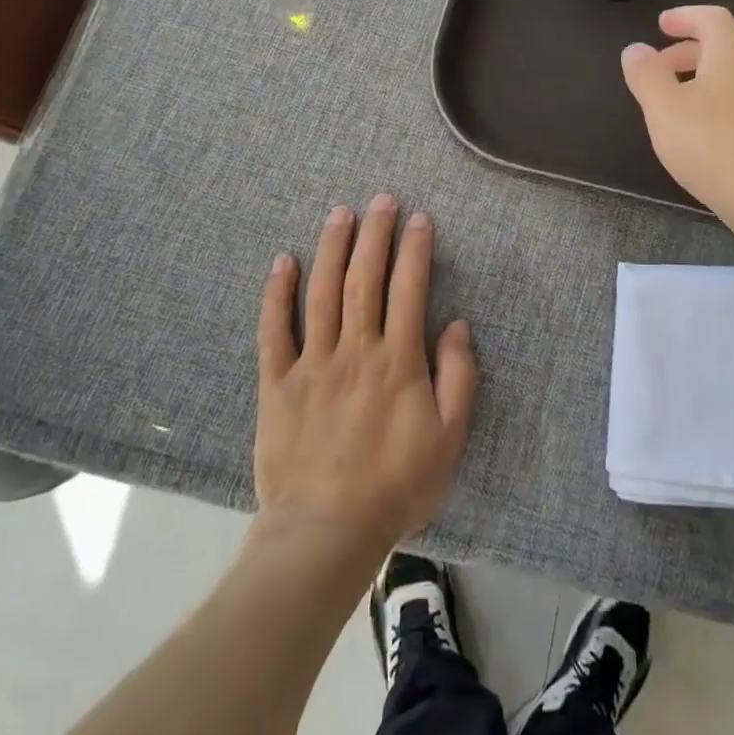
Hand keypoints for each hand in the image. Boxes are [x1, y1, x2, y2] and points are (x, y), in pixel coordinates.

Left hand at [255, 197, 476, 563]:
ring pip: (322, 292)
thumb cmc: (396, 486)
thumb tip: (457, 324)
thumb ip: (459, 377)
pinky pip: (274, 331)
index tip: (420, 218)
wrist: (325, 534)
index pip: (409, 288)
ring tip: (340, 214)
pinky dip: (278, 294)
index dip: (416, 249)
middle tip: (381, 200)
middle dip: (375, 234)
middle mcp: (355, 349)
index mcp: (398, 360)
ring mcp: (312, 364)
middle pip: (364, 278)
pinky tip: (283, 262)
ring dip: (332, 248)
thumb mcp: (449, 438)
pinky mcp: (277, 384)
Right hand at [620, 6, 733, 227]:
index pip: (711, 18)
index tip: (662, 25)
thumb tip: (636, 49)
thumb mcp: (663, 109)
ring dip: (710, 80)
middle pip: (727, 47)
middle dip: (691, 52)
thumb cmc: (713, 146)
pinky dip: (729, 106)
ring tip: (684, 106)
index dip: (684, 17)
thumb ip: (646, 74)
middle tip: (663, 68)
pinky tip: (715, 136)